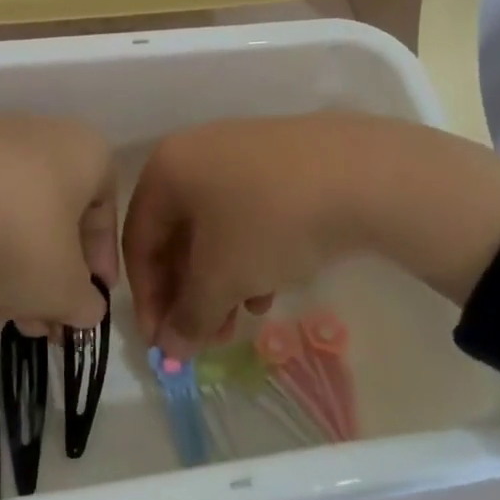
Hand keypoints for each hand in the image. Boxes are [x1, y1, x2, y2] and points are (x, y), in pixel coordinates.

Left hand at [0, 115, 116, 352]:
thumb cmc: (18, 240)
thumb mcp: (63, 289)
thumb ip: (84, 304)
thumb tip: (86, 310)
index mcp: (86, 151)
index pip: (105, 212)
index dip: (99, 264)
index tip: (87, 302)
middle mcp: (41, 133)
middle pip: (56, 213)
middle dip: (51, 273)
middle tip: (41, 321)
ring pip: (14, 210)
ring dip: (15, 264)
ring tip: (2, 313)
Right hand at [122, 113, 499, 357]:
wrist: (361, 173)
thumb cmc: (269, 222)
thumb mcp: (221, 277)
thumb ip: (188, 315)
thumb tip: (170, 348)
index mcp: (167, 168)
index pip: (138, 241)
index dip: (146, 297)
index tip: (163, 341)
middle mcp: (196, 151)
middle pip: (177, 234)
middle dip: (189, 292)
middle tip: (205, 337)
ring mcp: (241, 151)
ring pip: (215, 226)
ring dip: (220, 280)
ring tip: (241, 319)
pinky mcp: (280, 160)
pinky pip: (248, 213)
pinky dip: (249, 254)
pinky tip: (270, 287)